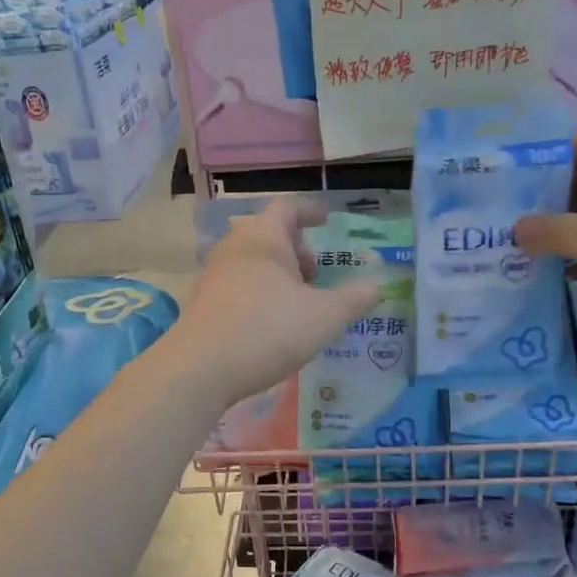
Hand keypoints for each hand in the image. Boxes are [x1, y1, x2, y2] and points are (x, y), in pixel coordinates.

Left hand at [170, 200, 381, 408]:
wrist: (200, 368)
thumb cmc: (268, 331)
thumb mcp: (324, 317)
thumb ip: (354, 299)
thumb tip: (376, 285)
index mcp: (264, 238)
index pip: (287, 208)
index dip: (309, 211)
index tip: (326, 220)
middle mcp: (235, 247)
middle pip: (268, 233)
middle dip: (296, 248)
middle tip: (315, 273)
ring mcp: (213, 274)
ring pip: (251, 260)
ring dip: (277, 272)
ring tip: (297, 301)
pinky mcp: (202, 301)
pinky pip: (237, 284)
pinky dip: (258, 291)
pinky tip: (270, 322)